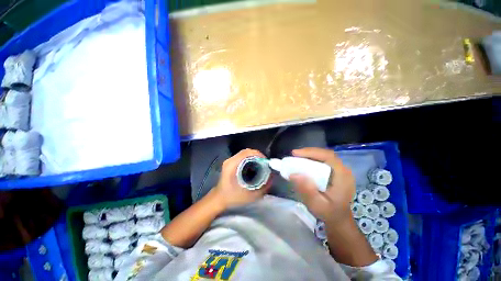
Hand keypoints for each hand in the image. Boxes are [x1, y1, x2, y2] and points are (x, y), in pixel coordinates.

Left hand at [213, 149, 270, 208]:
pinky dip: (250, 160)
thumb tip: (272, 177)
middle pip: (246, 151)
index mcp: (232, 164)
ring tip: (261, 165)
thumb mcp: (250, 195)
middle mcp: (230, 160)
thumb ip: (263, 187)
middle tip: (265, 164)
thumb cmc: (232, 197)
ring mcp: (230, 161)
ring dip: (254, 157)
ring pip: (245, 154)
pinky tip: (254, 167)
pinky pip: (242, 157)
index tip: (266, 162)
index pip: (247, 152)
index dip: (258, 154)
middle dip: (258, 156)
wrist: (219, 199)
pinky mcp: (231, 163)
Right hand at [289, 147, 354, 222]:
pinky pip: (323, 161)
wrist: (339, 218)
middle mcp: (344, 170)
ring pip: (324, 156)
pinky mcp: (336, 172)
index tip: (295, 154)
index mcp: (342, 176)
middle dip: (308, 152)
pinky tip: (304, 162)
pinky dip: (312, 159)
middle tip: (294, 155)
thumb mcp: (316, 204)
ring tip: (297, 157)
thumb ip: (307, 190)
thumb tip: (294, 174)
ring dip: (310, 155)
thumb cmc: (329, 212)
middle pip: (325, 154)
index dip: (311, 152)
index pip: (328, 156)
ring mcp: (340, 170)